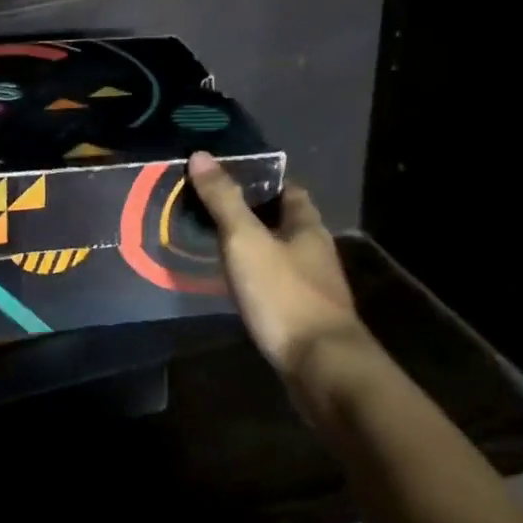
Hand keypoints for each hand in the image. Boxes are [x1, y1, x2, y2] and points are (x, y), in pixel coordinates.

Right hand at [187, 151, 361, 374]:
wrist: (321, 367)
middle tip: (214, 209)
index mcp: (307, 227)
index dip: (264, 180)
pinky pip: (278, 285)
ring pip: (282, 255)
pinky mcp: (305, 317)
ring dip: (256, 248)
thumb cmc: (284, 295)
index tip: (231, 176)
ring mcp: (314, 287)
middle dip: (256, 214)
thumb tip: (201, 155)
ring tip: (218, 245)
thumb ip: (224, 200)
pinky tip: (237, 286)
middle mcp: (316, 252)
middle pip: (286, 222)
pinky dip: (258, 278)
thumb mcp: (245, 241)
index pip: (290, 190)